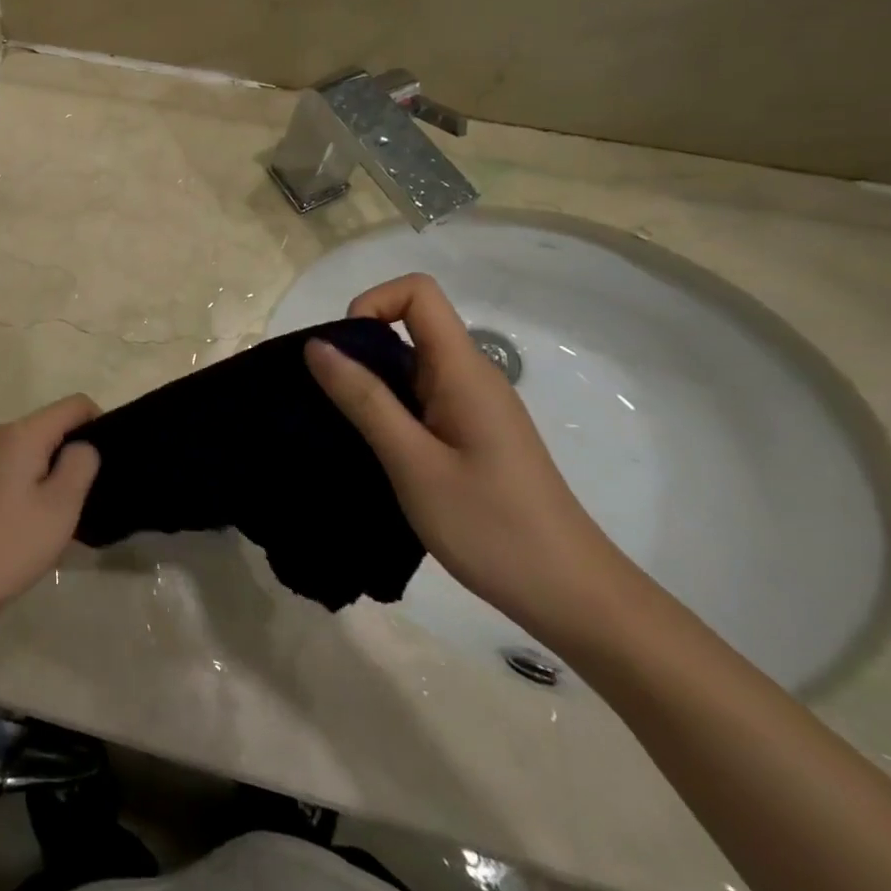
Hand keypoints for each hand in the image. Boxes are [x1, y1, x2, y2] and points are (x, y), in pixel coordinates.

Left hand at [0, 395, 101, 639]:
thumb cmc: (8, 545)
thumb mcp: (61, 508)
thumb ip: (81, 465)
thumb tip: (82, 446)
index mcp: (20, 434)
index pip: (72, 405)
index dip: (99, 421)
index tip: (109, 458)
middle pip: (45, 428)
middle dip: (69, 452)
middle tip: (83, 498)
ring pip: (22, 450)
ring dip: (44, 471)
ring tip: (53, 516)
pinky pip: (1, 468)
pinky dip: (19, 483)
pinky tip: (20, 524)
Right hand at [305, 274, 633, 639]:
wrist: (572, 597)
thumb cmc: (492, 527)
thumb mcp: (413, 463)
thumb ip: (364, 400)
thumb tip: (318, 345)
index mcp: (463, 371)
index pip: (418, 293)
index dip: (373, 304)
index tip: (344, 353)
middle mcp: (470, 377)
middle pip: (409, 325)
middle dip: (360, 348)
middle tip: (331, 399)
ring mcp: (472, 407)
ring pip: (410, 366)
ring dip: (370, 383)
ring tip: (345, 429)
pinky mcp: (470, 435)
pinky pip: (419, 399)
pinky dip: (387, 410)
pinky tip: (373, 451)